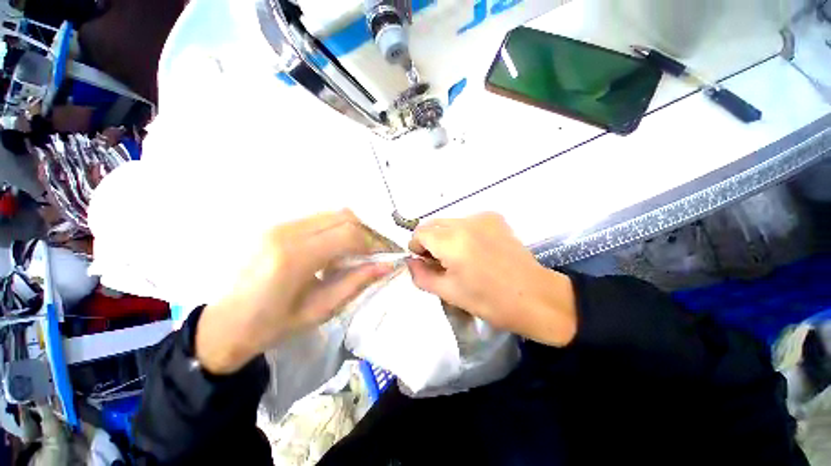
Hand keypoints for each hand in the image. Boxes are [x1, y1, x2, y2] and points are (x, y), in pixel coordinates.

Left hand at [196, 210, 392, 373]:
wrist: (226, 324)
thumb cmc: (273, 326)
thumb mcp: (322, 309)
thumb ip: (357, 282)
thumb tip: (388, 265)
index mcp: (294, 258)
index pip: (348, 235)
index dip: (375, 242)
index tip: (388, 254)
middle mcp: (286, 232)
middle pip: (344, 216)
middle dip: (369, 231)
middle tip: (378, 251)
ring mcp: (280, 225)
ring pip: (334, 214)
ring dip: (355, 229)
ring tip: (361, 251)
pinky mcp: (278, 226)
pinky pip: (321, 220)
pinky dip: (339, 229)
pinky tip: (339, 249)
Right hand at [407, 213, 577, 346]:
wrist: (536, 297)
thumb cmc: (490, 301)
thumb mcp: (449, 292)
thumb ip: (422, 276)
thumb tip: (411, 263)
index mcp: (453, 241)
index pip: (420, 233)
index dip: (416, 247)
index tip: (423, 262)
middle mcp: (466, 222)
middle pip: (433, 224)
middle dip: (429, 241)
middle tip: (439, 262)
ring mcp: (483, 217)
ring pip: (449, 222)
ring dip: (445, 237)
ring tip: (458, 257)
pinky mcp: (495, 218)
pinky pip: (467, 222)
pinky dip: (461, 233)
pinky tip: (474, 250)